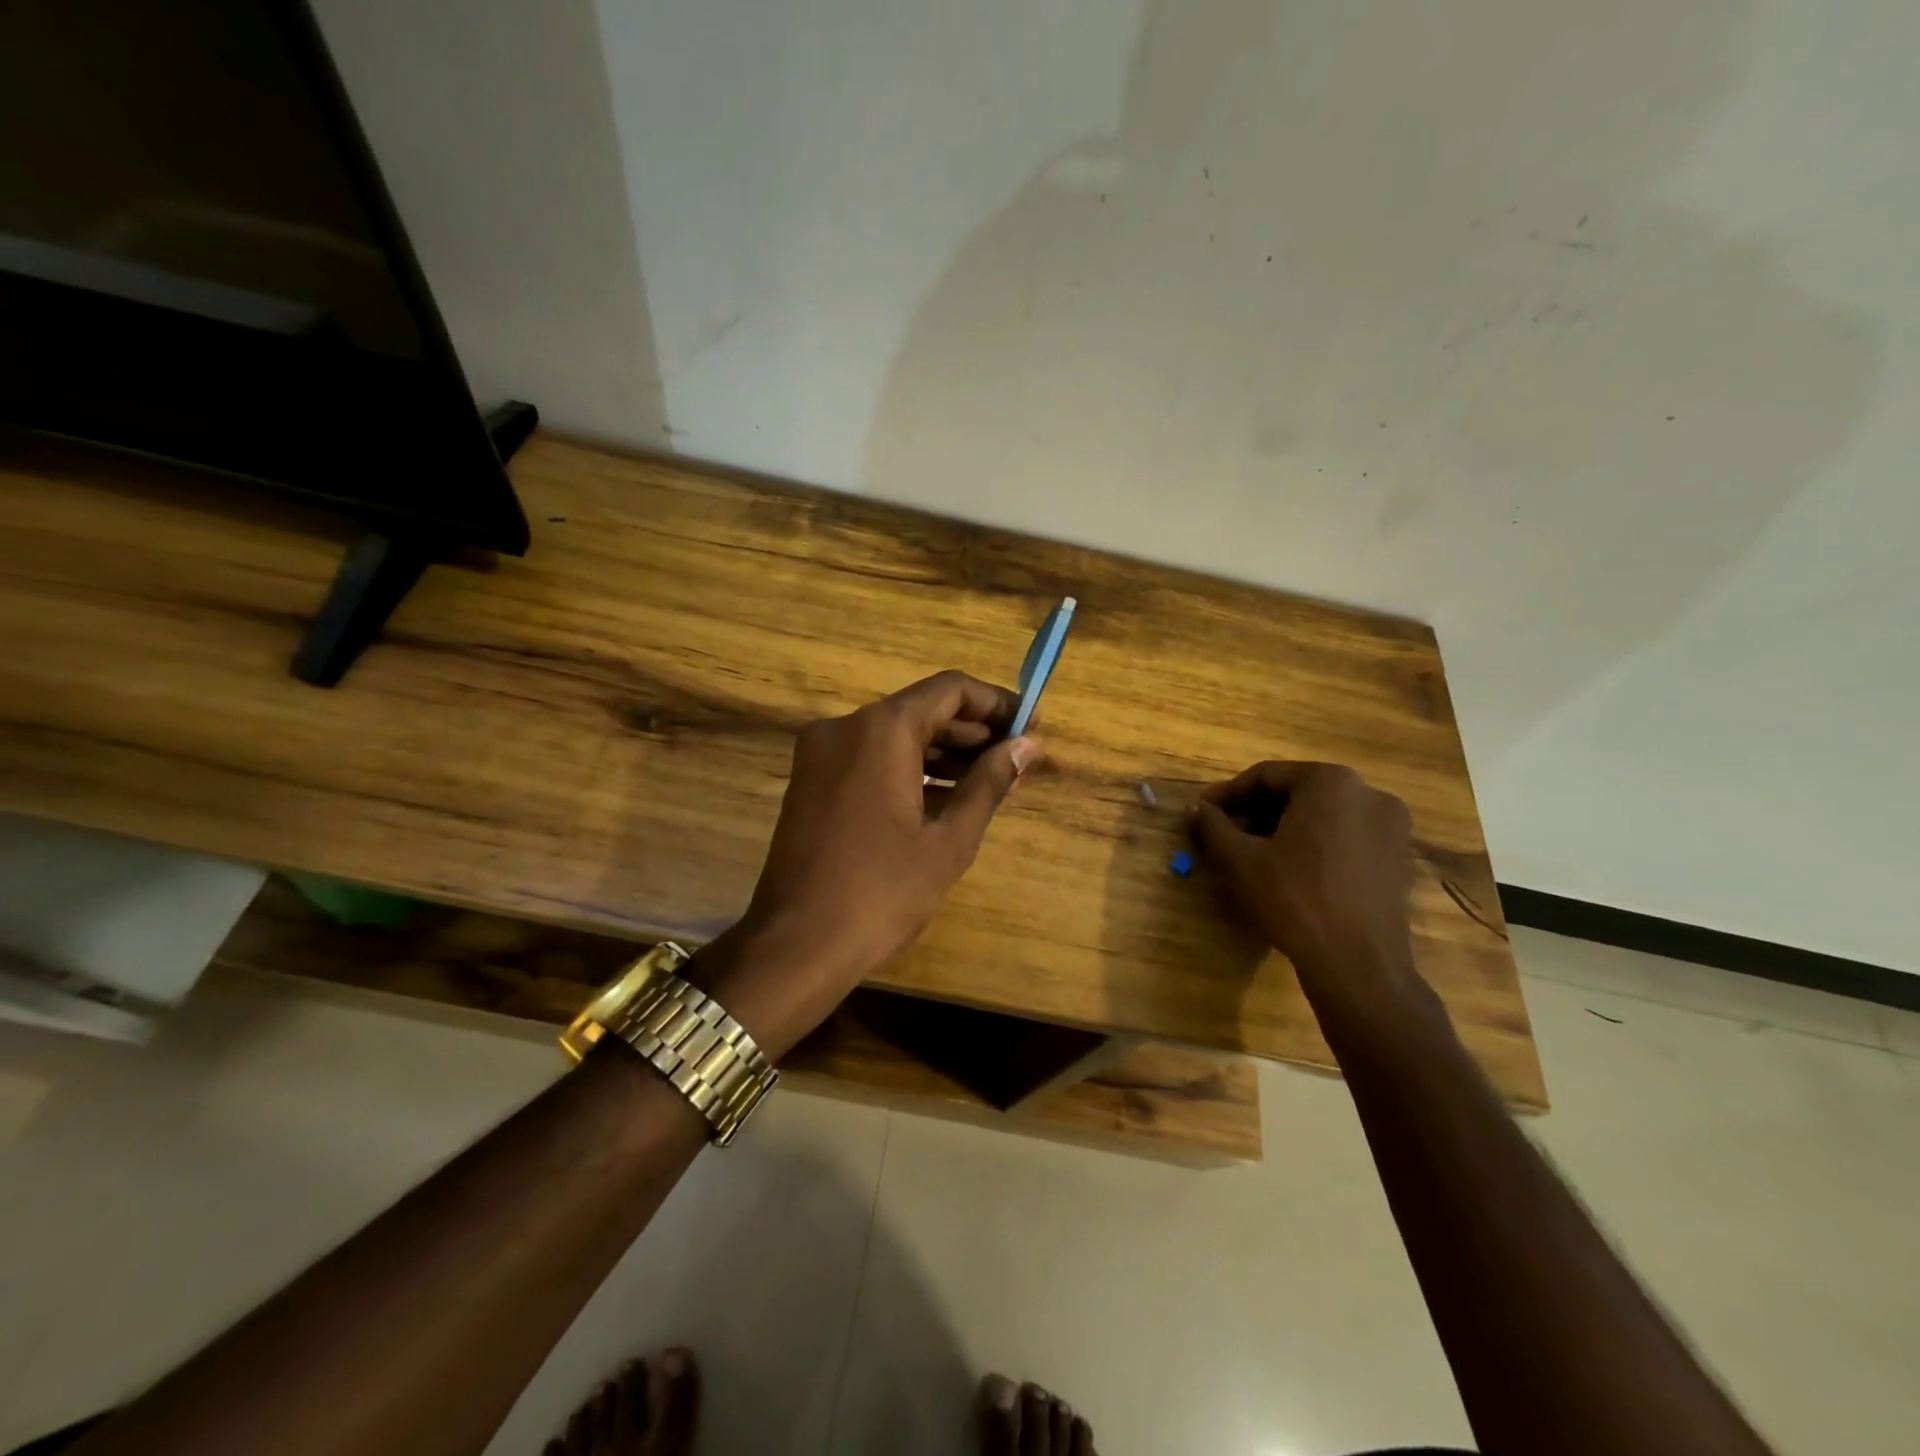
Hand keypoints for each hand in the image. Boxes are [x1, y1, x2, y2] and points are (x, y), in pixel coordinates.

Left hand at [692, 671, 1041, 1057]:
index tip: (1030, 724)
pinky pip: (870, 757)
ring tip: (989, 777)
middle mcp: (845, 726)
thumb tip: (1026, 746)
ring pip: (894, 734)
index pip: (950, 690)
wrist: (796, 944)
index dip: (996, 703)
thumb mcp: (948, 840)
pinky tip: (944, 794)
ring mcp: (821, 753)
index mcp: (881, 729)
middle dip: (972, 730)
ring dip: (942, 750)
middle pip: (921, 709)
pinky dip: (908, 767)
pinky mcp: (810, 780)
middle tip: (1016, 756)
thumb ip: (989, 783)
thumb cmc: (882, 891)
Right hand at [1190, 761, 1417, 998]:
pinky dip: (1314, 843)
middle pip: (1296, 792)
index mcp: (1330, 781)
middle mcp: (1367, 792)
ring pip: (1322, 814)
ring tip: (1251, 853)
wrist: (1358, 964)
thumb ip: (1213, 826)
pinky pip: (1345, 835)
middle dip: (1255, 812)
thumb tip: (1194, 808)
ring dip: (1282, 827)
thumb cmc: (1295, 899)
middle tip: (1223, 834)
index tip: (1202, 812)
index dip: (1227, 794)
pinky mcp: (1398, 855)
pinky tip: (1290, 869)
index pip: (1265, 776)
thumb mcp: (1242, 860)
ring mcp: (1390, 825)